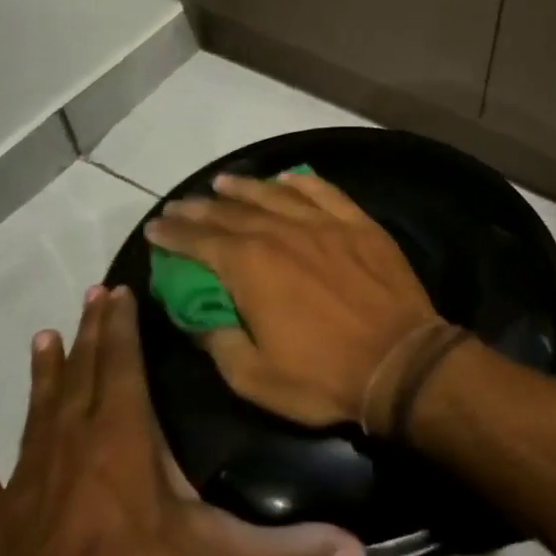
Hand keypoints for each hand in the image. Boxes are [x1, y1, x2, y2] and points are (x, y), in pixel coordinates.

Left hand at [0, 284, 364, 555]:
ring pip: (36, 413)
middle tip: (90, 294)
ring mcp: (27, 484)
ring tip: (40, 338)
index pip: (123, 368)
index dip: (120, 328)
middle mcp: (74, 447)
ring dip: (41, 375)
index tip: (116, 290)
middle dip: (89, 333)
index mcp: (125, 442)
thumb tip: (360, 554)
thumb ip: (293, 550)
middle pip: (81, 377)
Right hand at [143, 172, 449, 429]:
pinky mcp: (361, 225)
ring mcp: (326, 225)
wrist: (400, 360)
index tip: (156, 227)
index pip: (202, 242)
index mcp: (252, 267)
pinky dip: (303, 183)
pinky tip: (288, 179)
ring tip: (224, 182)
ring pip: (278, 195)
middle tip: (181, 205)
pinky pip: (326, 193)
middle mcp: (285, 234)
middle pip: (235, 213)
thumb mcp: (253, 376)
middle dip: (202, 209)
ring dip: (247, 188)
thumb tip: (198, 317)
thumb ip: (218, 341)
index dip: (175, 234)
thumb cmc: (323, 376)